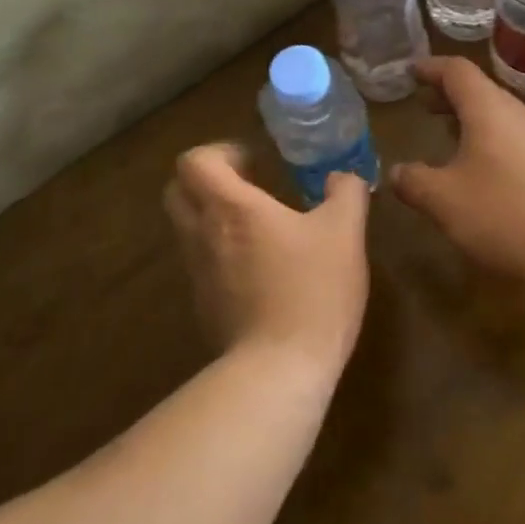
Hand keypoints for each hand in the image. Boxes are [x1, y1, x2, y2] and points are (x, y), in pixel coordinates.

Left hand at [164, 143, 369, 378]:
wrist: (280, 370)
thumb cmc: (312, 289)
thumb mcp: (345, 232)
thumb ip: (346, 192)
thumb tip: (342, 177)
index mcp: (230, 207)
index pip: (194, 162)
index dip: (219, 153)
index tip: (254, 162)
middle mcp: (202, 234)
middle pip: (178, 191)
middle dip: (208, 181)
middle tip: (250, 187)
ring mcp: (198, 273)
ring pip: (188, 228)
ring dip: (214, 217)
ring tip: (261, 228)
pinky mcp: (203, 306)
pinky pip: (201, 264)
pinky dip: (221, 254)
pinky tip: (262, 269)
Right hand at [390, 57, 524, 290]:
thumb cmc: (506, 213)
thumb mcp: (445, 200)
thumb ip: (413, 181)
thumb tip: (395, 172)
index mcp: (489, 109)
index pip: (456, 70)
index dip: (431, 68)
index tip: (410, 72)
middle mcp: (519, 113)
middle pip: (480, 90)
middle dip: (449, 95)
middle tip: (423, 105)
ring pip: (500, 115)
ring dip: (471, 120)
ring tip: (448, 137)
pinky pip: (516, 138)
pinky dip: (491, 141)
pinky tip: (484, 171)